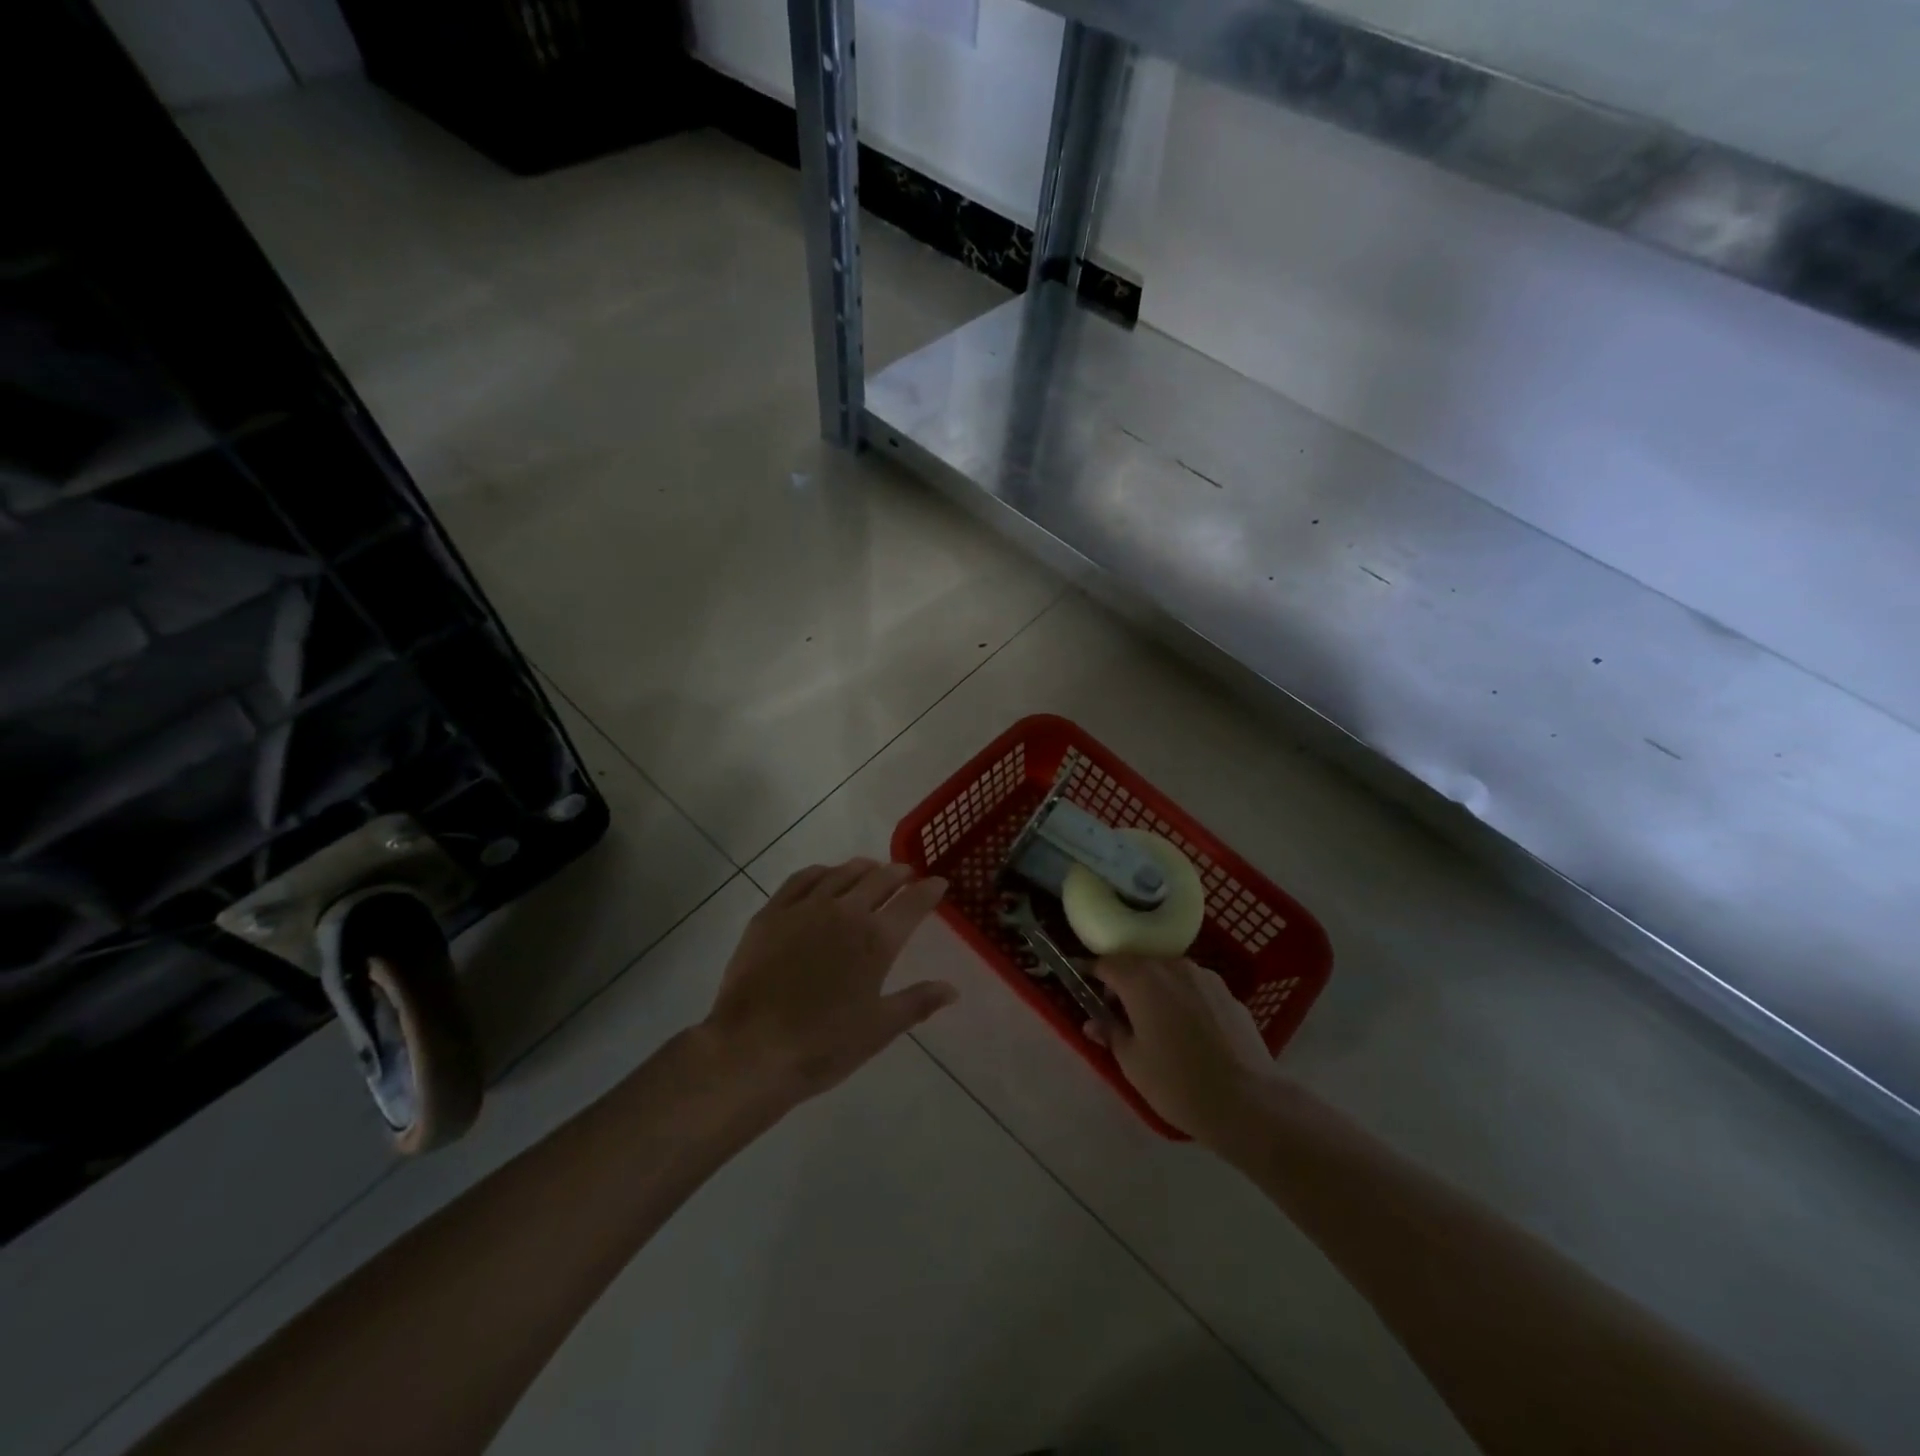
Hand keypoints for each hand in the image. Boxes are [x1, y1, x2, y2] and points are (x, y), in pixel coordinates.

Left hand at [700, 859, 956, 1109]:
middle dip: (899, 873)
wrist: (752, 1048)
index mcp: (876, 940)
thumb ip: (918, 1002)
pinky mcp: (772, 912)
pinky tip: (825, 875)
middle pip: (880, 879)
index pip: (913, 903)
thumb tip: (952, 989)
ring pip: (842, 873)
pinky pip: (802, 878)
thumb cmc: (823, 1045)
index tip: (939, 882)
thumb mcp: (879, 1029)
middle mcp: (845, 912)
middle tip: (908, 874)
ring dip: (863, 867)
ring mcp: (806, 907)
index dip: (929, 890)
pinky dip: (822, 871)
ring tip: (873, 870)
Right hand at [1085, 957, 1275, 1146]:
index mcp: (1140, 979)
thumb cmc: (1178, 1082)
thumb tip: (1093, 1021)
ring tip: (1156, 1025)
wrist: (1249, 1102)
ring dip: (1155, 990)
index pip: (1106, 963)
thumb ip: (1110, 1033)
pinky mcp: (1228, 993)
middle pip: (1138, 965)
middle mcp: (1172, 966)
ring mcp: (1204, 977)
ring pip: (1168, 974)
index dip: (1091, 974)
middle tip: (1118, 1015)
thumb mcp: (1132, 1063)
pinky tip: (1189, 1033)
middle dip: (1124, 984)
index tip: (1083, 989)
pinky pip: (1194, 988)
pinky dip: (1183, 1000)